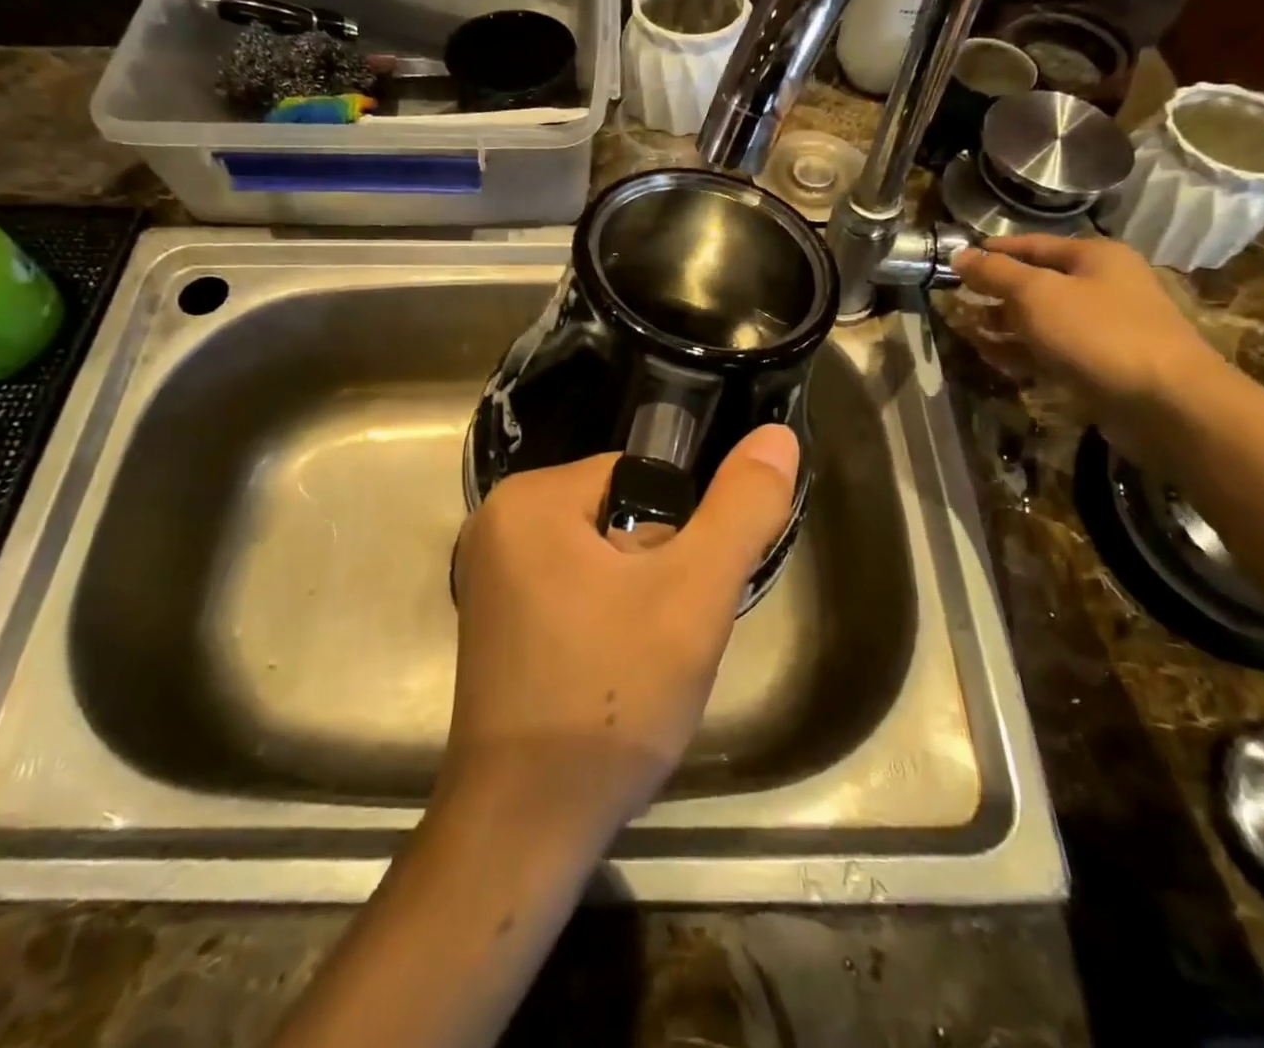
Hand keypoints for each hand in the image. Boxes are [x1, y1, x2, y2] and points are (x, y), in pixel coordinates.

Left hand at [446, 426, 799, 844]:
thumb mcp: (693, 598)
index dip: (676, 534)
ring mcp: (487, 576)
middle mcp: (495, 524)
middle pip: (615, 516)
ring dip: (634, 601)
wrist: (526, 828)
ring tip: (637, 663)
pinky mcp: (493, 622)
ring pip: (598, 558)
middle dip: (655, 571)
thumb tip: (776, 436)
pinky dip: (601, 622)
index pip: (634, 478)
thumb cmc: (610, 699)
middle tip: (660, 638)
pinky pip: (570, 591)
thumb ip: (740, 511)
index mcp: (528, 499)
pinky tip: (608, 675)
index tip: (679, 598)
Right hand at [951, 234, 1227, 456]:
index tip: (955, 260)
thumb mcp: (1036, 294)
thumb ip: (994, 273)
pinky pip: (1049, 350)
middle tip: (953, 299)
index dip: (993, 251)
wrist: (1164, 402)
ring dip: (1001, 324)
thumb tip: (959, 255)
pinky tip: (991, 357)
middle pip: (1036, 282)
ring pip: (1039, 319)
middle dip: (994, 291)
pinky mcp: (1097, 364)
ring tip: (963, 331)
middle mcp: (1101, 286)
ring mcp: (1101, 327)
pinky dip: (1020, 350)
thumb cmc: (1097, 333)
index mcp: (1094, 257)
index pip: (1032, 244)